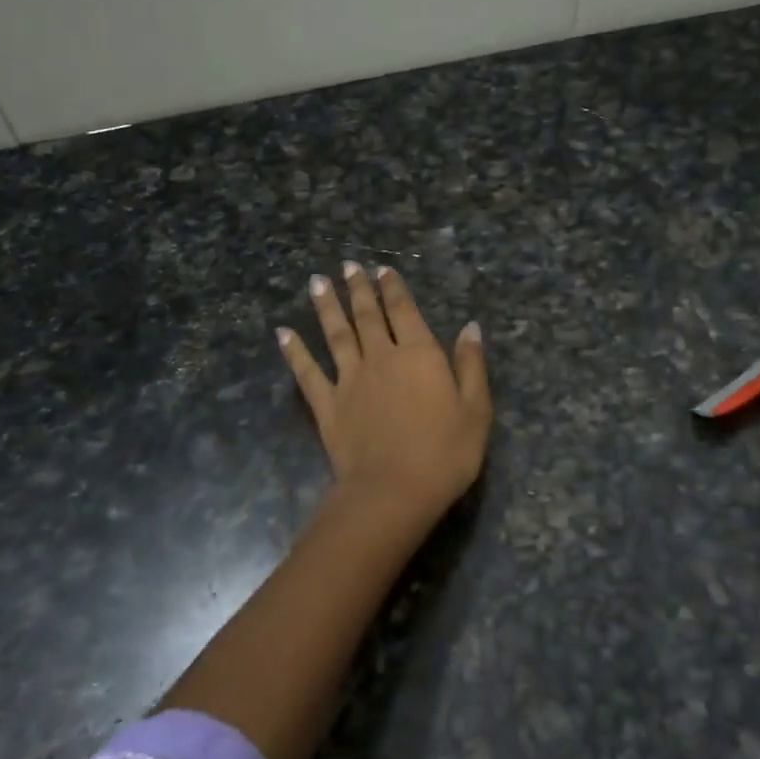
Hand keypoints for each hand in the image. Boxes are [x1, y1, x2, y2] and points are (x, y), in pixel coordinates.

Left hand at [278, 262, 490, 525]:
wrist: (393, 492)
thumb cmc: (445, 453)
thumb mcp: (476, 409)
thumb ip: (471, 365)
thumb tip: (470, 327)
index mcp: (419, 355)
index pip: (404, 311)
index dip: (393, 289)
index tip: (382, 270)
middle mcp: (381, 358)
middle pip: (367, 316)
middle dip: (359, 289)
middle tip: (348, 266)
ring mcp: (350, 381)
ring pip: (336, 335)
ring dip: (327, 307)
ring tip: (317, 281)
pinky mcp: (328, 406)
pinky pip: (308, 373)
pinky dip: (295, 352)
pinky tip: (283, 334)